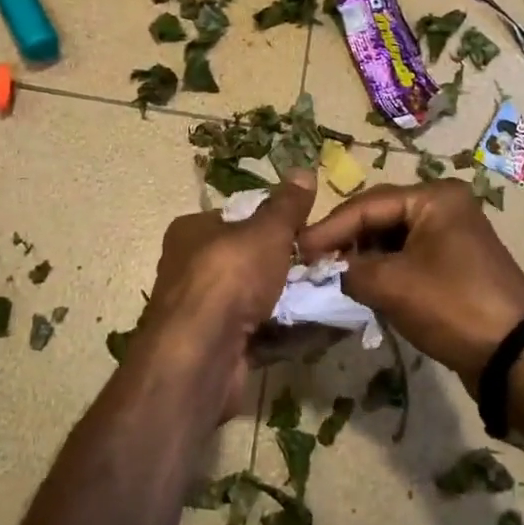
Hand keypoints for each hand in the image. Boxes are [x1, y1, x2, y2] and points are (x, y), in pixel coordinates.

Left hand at [129, 173, 317, 418]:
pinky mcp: (219, 347)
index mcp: (192, 232)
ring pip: (257, 299)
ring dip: (291, 300)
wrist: (202, 354)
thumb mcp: (265, 231)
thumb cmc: (229, 277)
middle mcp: (191, 269)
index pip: (236, 218)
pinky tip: (320, 328)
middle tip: (326, 265)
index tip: (308, 230)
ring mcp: (203, 312)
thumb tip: (304, 171)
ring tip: (332, 296)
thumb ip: (286, 205)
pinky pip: (261, 333)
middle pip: (249, 261)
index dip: (273, 223)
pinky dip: (288, 332)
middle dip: (287, 266)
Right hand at [297, 180, 523, 392]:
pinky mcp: (455, 265)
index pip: (367, 205)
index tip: (296, 249)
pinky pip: (409, 258)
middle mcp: (445, 207)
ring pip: (393, 240)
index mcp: (434, 197)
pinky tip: (363, 287)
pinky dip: (385, 271)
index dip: (329, 228)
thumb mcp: (391, 285)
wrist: (516, 356)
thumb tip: (327, 269)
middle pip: (380, 217)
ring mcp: (453, 236)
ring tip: (333, 276)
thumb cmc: (452, 306)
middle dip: (346, 241)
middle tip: (312, 263)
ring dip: (364, 258)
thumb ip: (349, 270)